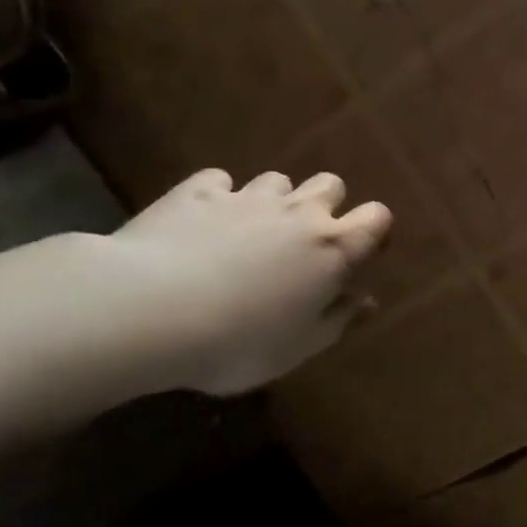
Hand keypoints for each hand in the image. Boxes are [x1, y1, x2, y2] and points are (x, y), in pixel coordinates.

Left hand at [108, 167, 391, 395]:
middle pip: (331, 185)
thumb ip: (338, 319)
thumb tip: (367, 301)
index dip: (373, 230)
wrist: (149, 311)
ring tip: (250, 232)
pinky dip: (219, 196)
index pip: (377, 217)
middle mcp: (299, 212)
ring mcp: (247, 197)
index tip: (361, 253)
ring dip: (273, 201)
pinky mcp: (197, 192)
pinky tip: (203, 221)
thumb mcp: (300, 347)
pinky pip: (219, 181)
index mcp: (333, 249)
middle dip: (325, 205)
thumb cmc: (239, 341)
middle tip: (304, 241)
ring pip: (277, 180)